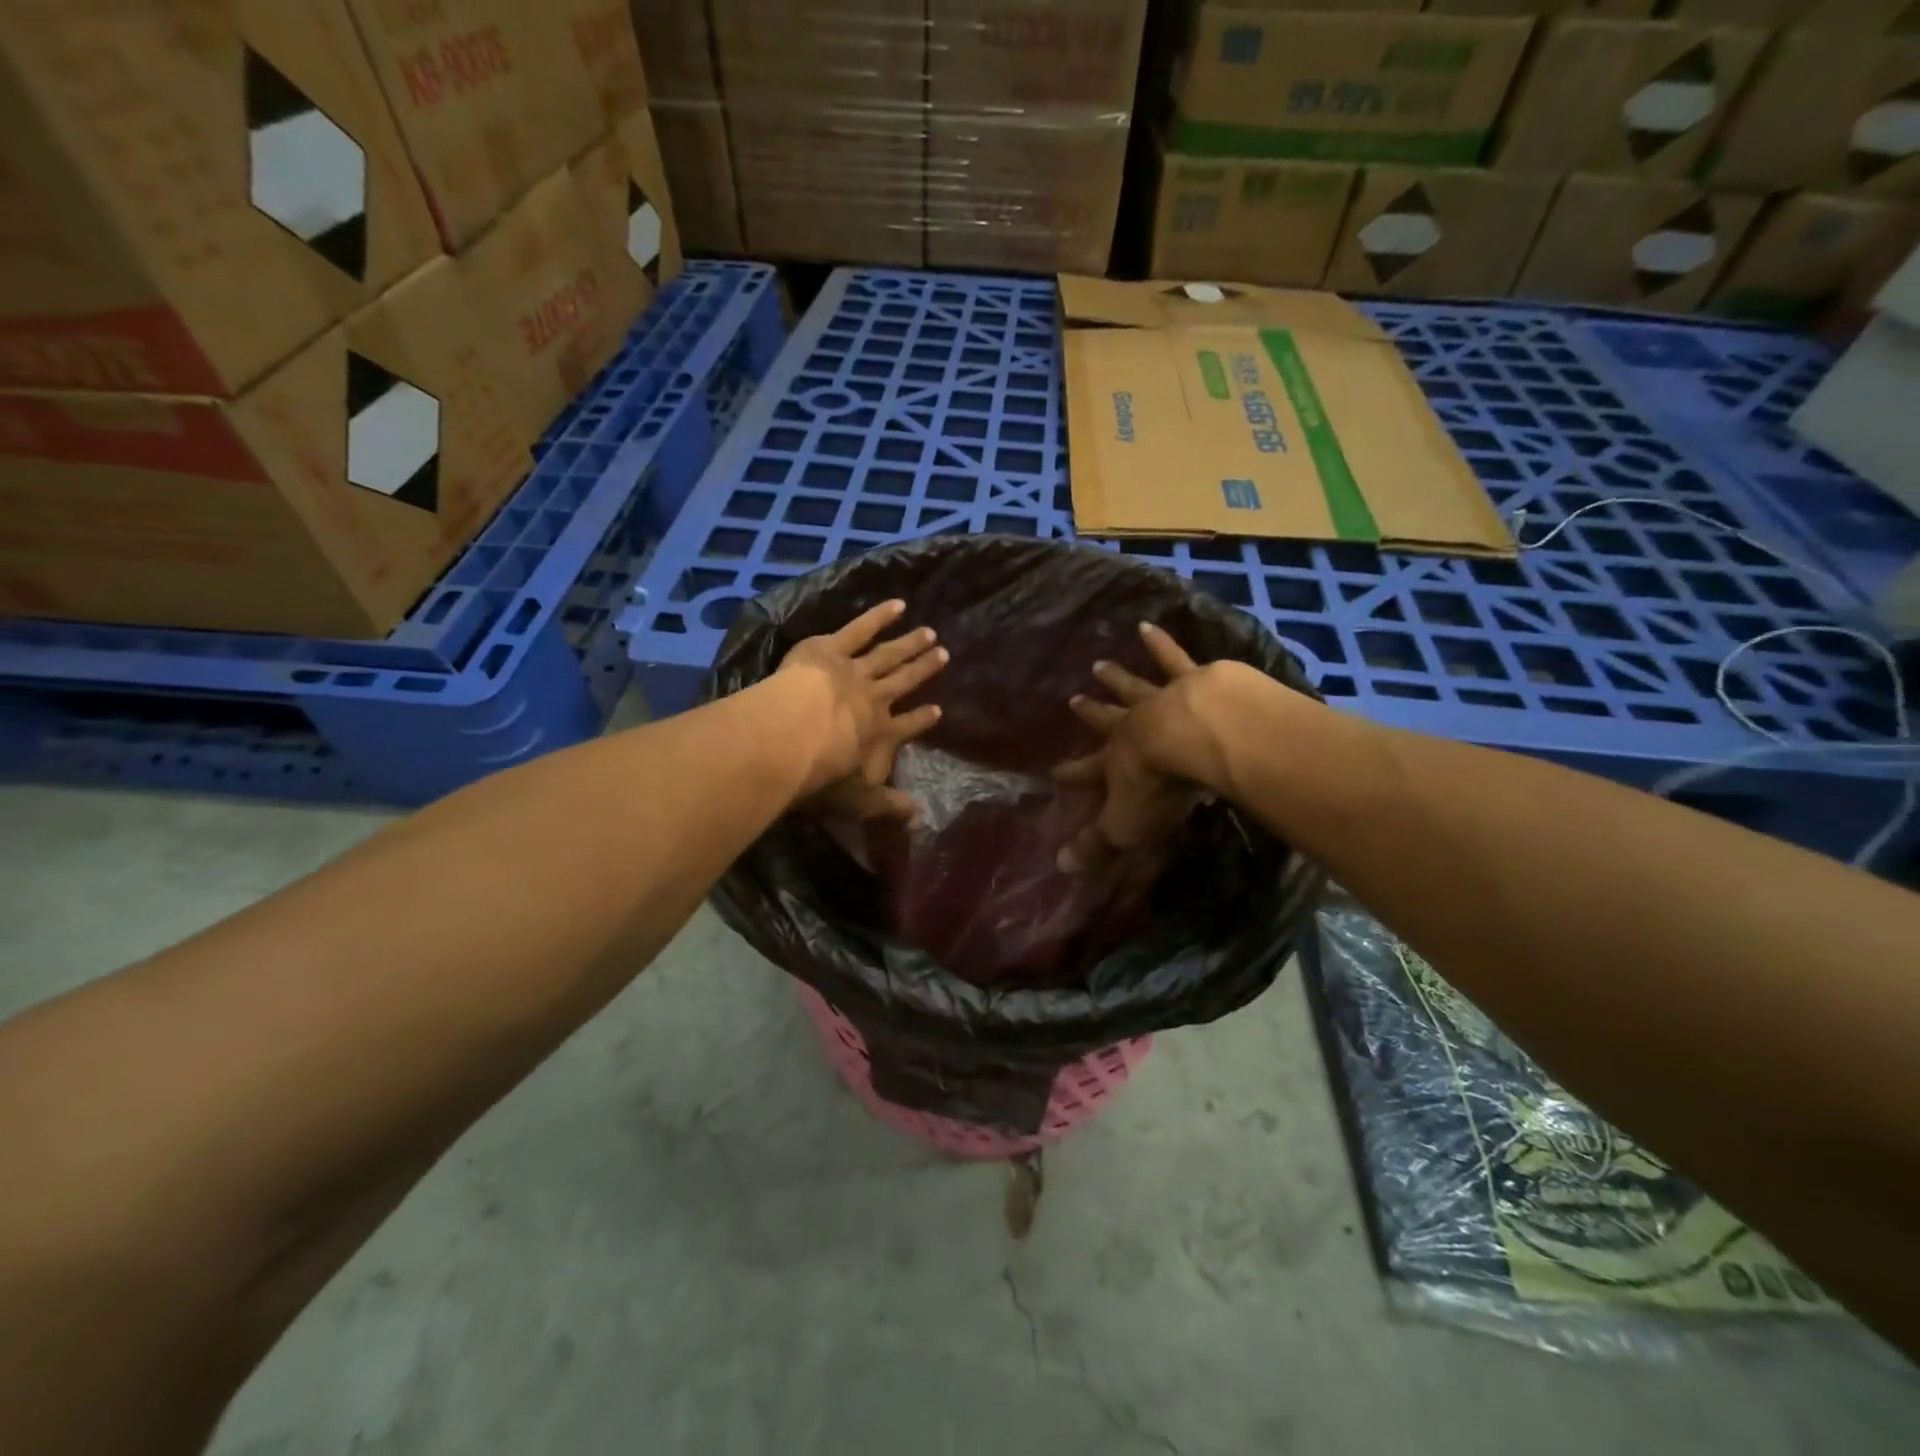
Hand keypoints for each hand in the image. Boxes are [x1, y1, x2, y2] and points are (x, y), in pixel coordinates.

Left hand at [777, 599, 947, 819]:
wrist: (795, 734)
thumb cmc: (823, 772)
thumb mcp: (857, 800)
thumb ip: (886, 806)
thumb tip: (918, 817)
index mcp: (881, 734)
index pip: (908, 726)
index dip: (923, 719)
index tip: (937, 710)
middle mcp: (875, 699)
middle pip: (903, 682)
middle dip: (923, 670)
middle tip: (944, 655)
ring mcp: (855, 670)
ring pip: (888, 655)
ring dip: (909, 644)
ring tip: (929, 633)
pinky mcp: (831, 648)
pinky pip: (859, 629)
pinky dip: (878, 616)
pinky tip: (897, 605)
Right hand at [1054, 623, 1234, 872]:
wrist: (1197, 733)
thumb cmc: (1159, 784)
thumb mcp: (1125, 824)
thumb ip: (1097, 844)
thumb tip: (1060, 867)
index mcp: (1117, 761)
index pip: (1087, 771)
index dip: (1072, 774)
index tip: (1054, 772)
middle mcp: (1133, 725)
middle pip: (1107, 719)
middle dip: (1090, 713)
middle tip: (1073, 700)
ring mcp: (1161, 699)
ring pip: (1133, 686)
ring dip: (1116, 677)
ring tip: (1100, 662)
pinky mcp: (1194, 680)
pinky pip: (1173, 658)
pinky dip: (1160, 643)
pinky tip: (1148, 625)